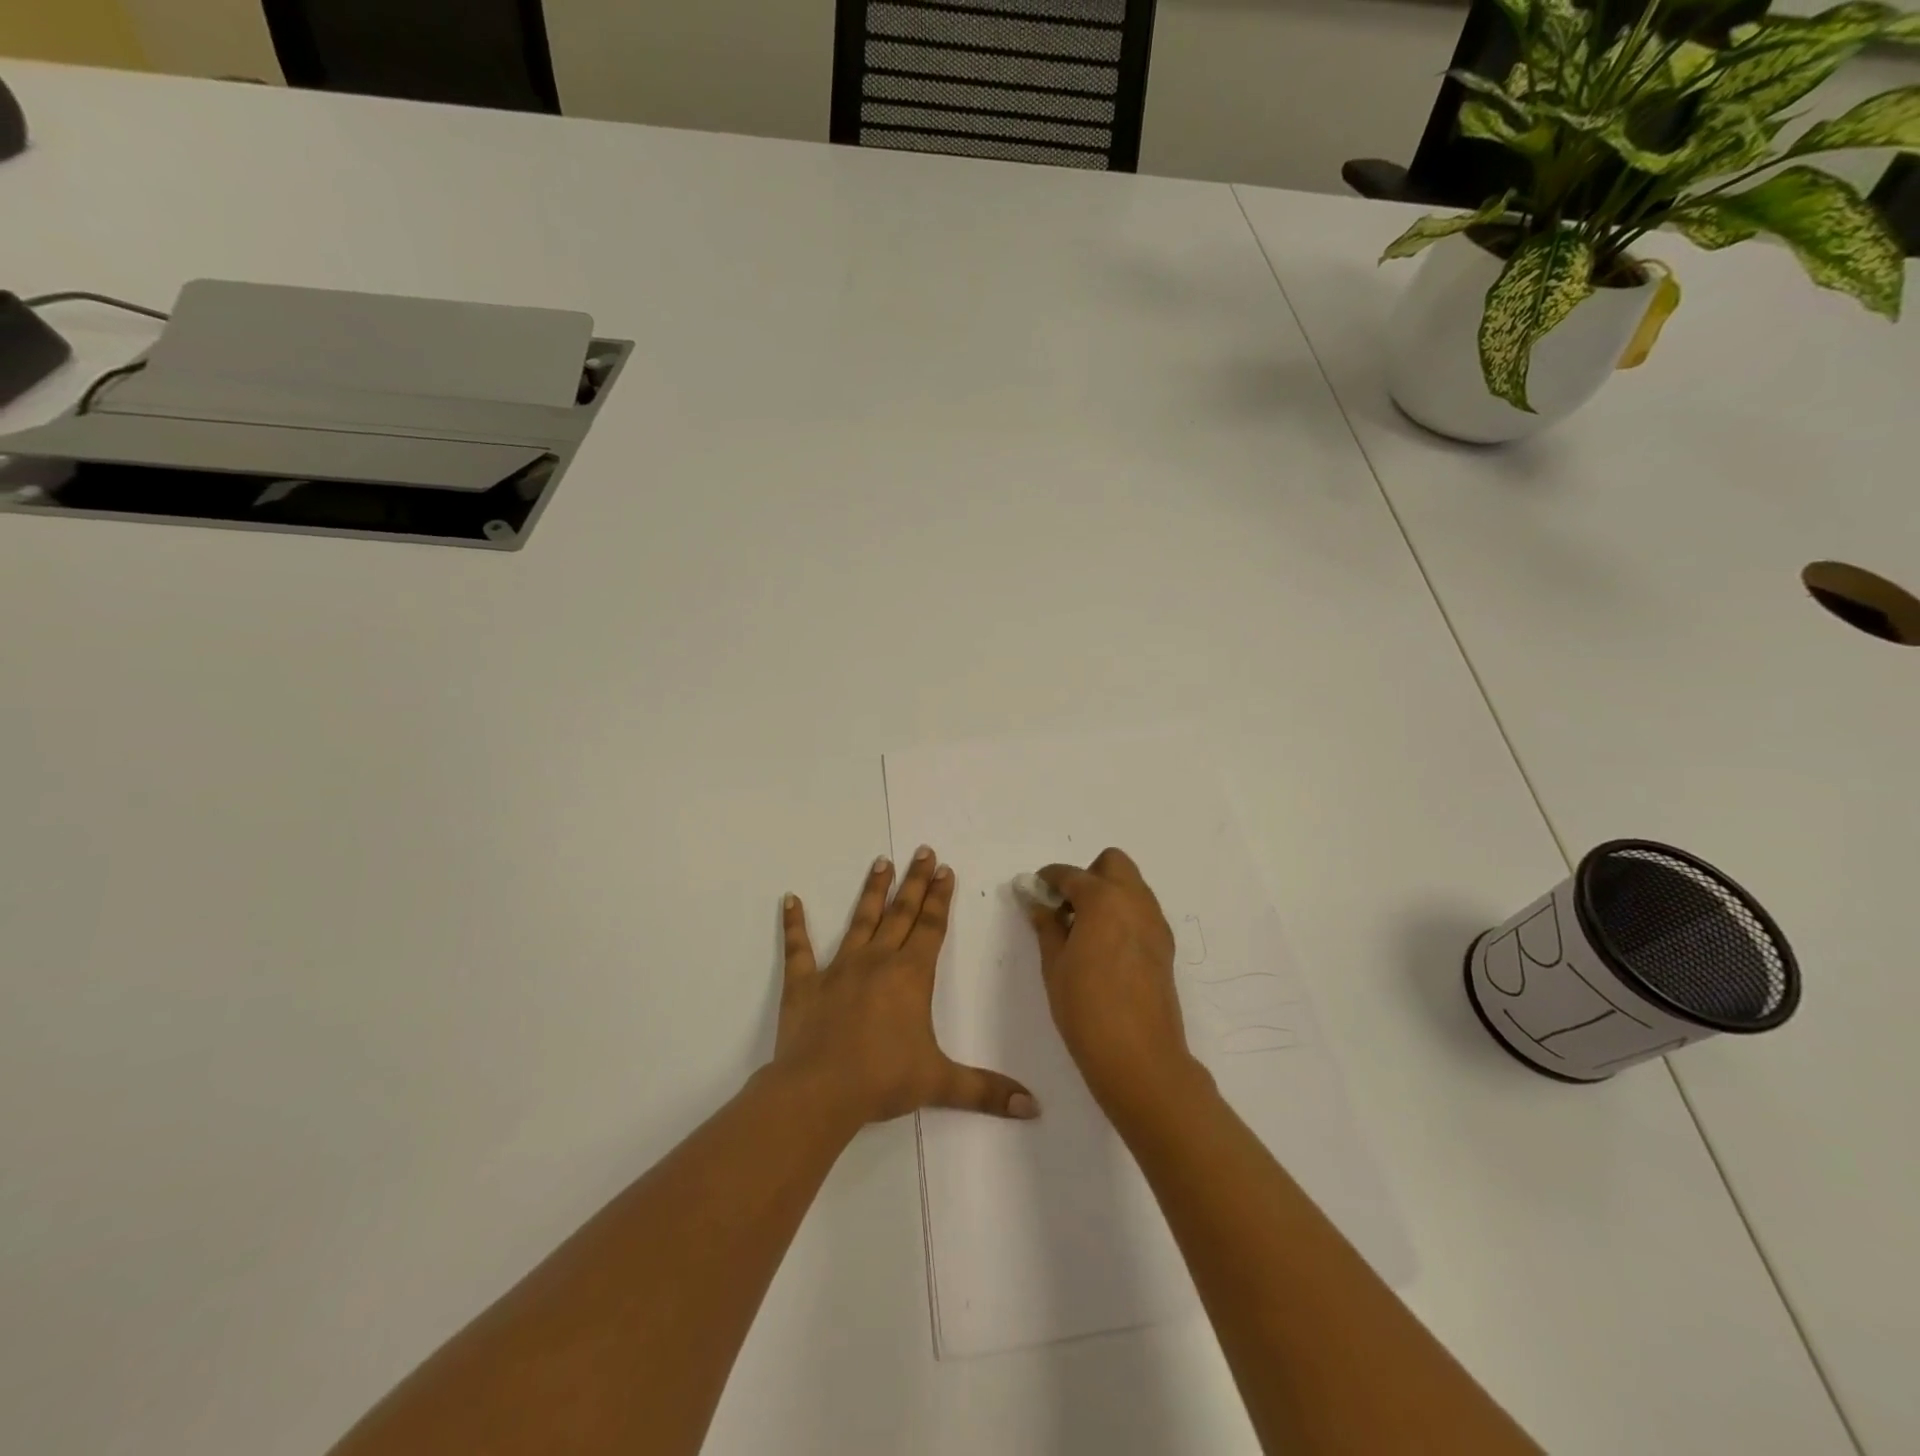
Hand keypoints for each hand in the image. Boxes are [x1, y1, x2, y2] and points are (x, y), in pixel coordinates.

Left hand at [774, 847, 1038, 1129]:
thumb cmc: (883, 1080)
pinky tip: (790, 899)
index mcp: (910, 976)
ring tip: (881, 861)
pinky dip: (794, 923)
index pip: (931, 927)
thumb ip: (986, 1090)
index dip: (940, 898)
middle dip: (915, 882)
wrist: (820, 1091)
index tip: (945, 869)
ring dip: (872, 890)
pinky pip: (799, 948)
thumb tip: (1034, 1108)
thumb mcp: (941, 1083)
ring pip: (860, 920)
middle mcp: (877, 961)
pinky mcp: (804, 983)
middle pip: (901, 913)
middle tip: (922, 851)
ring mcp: (839, 968)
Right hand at [1024, 848, 1206, 1114]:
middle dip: (1088, 874)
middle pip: (1113, 863)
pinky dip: (1123, 914)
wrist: (1140, 1058)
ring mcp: (1155, 923)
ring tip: (1084, 930)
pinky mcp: (1165, 946)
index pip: (1071, 874)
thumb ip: (1046, 926)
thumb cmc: (1086, 1009)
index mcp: (1103, 899)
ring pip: (1132, 886)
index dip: (1048, 879)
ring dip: (1108, 893)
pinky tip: (1105, 948)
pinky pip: (1142, 912)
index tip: (1035, 891)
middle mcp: (1135, 901)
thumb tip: (1037, 902)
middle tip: (1067, 907)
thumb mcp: (1054, 965)